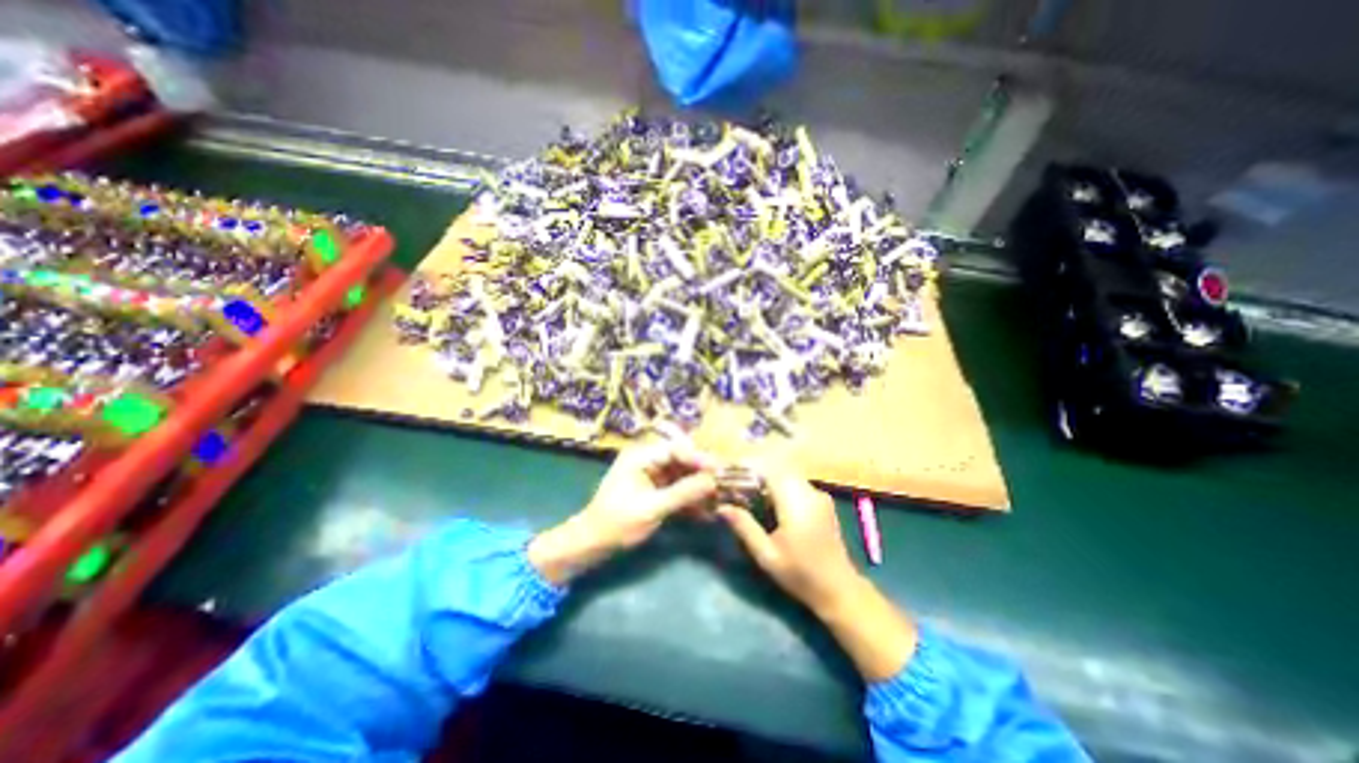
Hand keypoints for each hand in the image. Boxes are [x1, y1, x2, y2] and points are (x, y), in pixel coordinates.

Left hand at [527, 436, 719, 582]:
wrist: (593, 544)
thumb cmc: (616, 523)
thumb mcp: (651, 509)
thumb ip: (682, 493)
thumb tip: (712, 481)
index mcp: (641, 456)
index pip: (676, 449)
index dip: (700, 458)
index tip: (721, 470)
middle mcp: (649, 460)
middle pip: (683, 460)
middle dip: (704, 473)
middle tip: (726, 485)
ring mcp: (653, 475)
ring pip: (684, 475)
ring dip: (701, 488)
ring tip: (721, 499)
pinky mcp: (656, 490)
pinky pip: (679, 490)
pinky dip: (691, 500)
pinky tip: (707, 512)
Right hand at [716, 458, 916, 680]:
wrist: (840, 590)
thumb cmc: (800, 575)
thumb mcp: (767, 555)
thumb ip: (744, 527)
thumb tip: (722, 507)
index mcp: (796, 502)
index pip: (770, 470)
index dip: (748, 466)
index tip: (729, 471)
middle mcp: (809, 492)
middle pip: (778, 467)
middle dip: (755, 470)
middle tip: (735, 481)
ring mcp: (818, 495)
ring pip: (787, 473)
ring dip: (766, 476)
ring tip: (747, 489)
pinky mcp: (821, 500)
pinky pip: (795, 482)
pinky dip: (778, 484)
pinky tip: (767, 499)